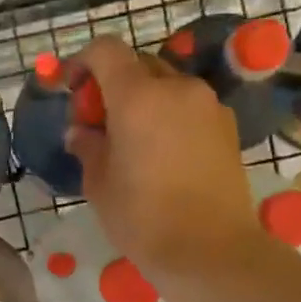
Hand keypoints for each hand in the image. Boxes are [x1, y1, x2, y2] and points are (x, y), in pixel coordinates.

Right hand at [63, 37, 261, 281]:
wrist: (211, 251)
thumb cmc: (143, 217)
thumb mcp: (98, 183)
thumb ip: (87, 146)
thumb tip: (81, 132)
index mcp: (138, 96)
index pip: (106, 50)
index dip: (83, 61)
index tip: (73, 90)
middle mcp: (176, 88)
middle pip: (137, 64)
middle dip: (113, 83)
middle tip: (100, 121)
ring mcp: (208, 105)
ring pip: (166, 84)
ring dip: (144, 99)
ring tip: (132, 139)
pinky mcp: (227, 127)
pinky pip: (189, 106)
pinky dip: (169, 115)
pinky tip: (163, 153)